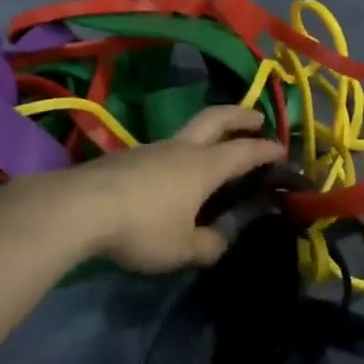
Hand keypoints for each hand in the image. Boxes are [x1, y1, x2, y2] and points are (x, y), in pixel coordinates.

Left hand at [23, 106, 284, 274]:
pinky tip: (173, 175)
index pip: (244, 151)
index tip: (282, 149)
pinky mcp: (128, 157)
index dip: (265, 149)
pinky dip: (181, 153)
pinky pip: (165, 149)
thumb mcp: (181, 248)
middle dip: (239, 114)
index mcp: (204, 167)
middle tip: (256, 117)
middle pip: (216, 119)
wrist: (82, 207)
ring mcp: (152, 148)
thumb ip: (207, 245)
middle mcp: (181, 149)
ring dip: (208, 134)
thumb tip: (220, 241)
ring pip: (188, 133)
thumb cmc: (142, 226)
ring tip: (214, 151)